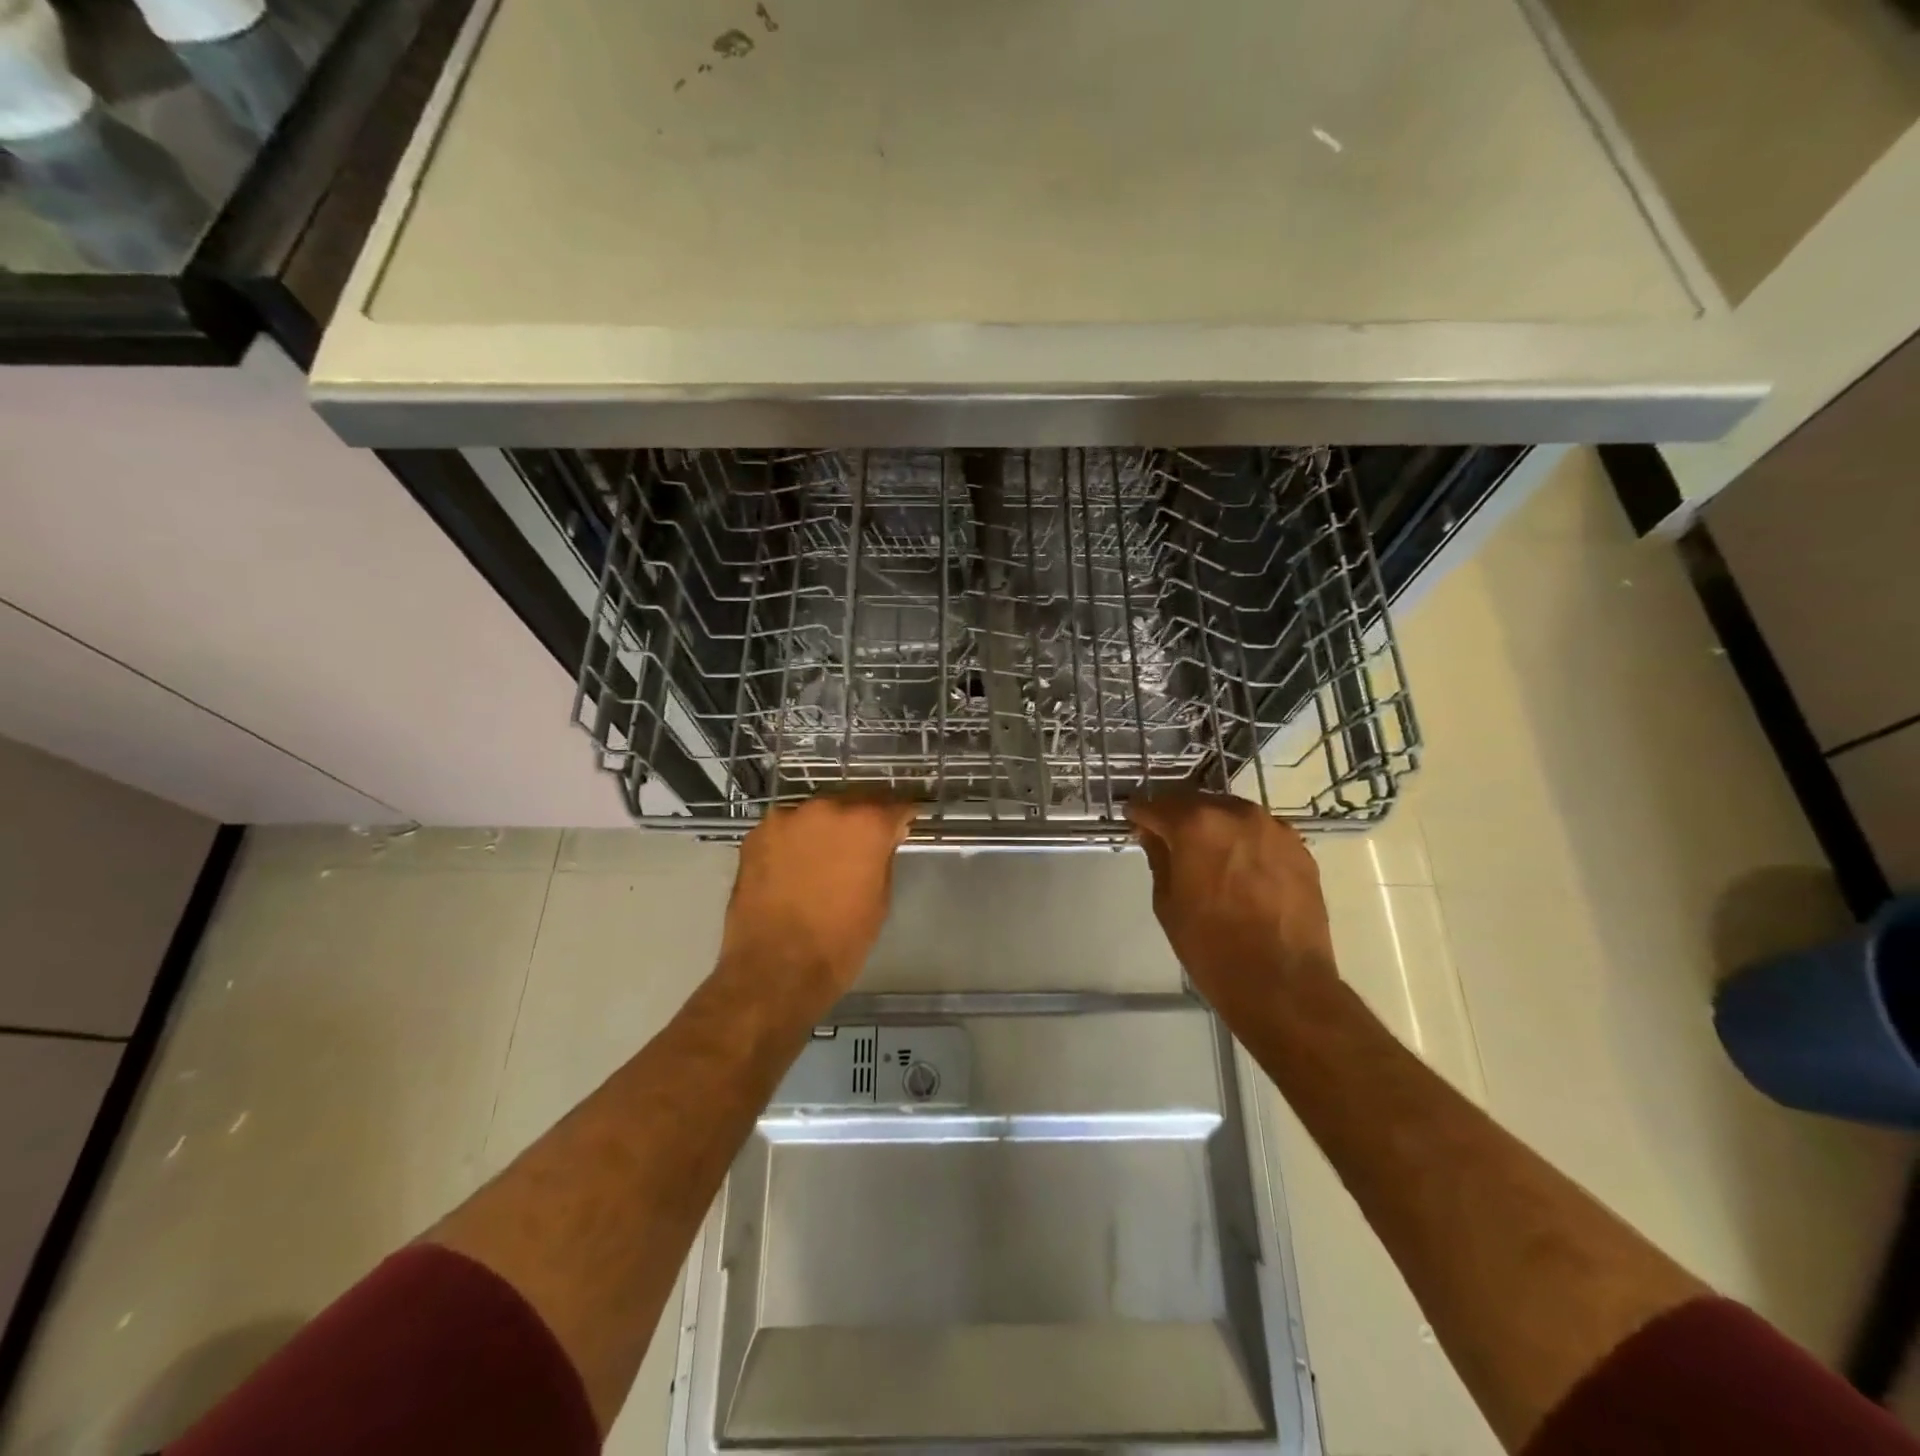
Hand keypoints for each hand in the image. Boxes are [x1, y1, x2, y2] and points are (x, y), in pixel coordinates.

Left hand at [718, 794, 918, 1011]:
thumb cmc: (840, 941)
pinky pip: (787, 828)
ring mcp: (787, 818)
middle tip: (865, 841)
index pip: (896, 804)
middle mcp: (827, 808)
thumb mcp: (879, 900)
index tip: (904, 825)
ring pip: (817, 813)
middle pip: (854, 801)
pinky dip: (796, 839)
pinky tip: (795, 865)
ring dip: (827, 826)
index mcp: (866, 823)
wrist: (775, 969)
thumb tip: (882, 841)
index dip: (903, 815)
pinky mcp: (757, 834)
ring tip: (826, 854)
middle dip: (864, 817)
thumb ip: (882, 858)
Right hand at [1126, 791, 1337, 1017]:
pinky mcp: (1299, 848)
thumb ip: (1159, 858)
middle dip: (1177, 816)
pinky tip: (1240, 868)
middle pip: (1196, 802)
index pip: (1157, 805)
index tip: (1133, 820)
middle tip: (1166, 838)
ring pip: (1231, 813)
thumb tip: (1154, 835)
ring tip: (1205, 853)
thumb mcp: (1168, 903)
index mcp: (1196, 824)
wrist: (1283, 983)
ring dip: (1213, 826)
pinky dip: (1244, 841)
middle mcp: (1236, 813)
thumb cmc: (1211, 946)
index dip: (1140, 812)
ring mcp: (1273, 828)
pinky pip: (1260, 833)